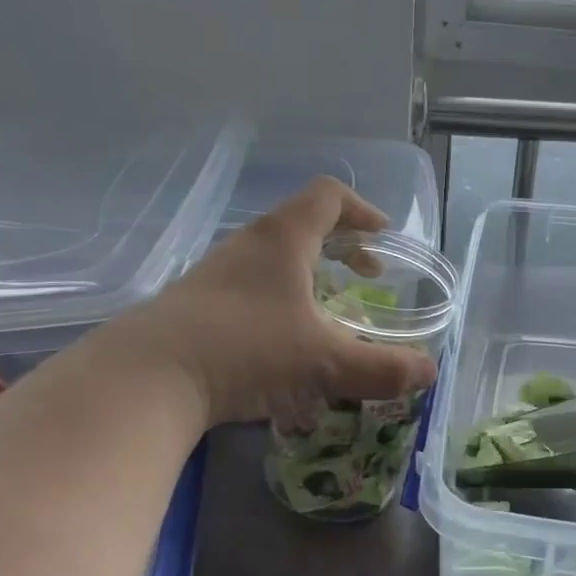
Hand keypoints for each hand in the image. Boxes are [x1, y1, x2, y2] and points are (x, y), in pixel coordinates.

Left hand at [116, 177, 438, 425]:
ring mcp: (215, 276)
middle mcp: (247, 246)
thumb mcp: (325, 363)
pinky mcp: (195, 307)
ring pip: (273, 263)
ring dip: (308, 282)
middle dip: (341, 250)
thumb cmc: (246, 351)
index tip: (384, 240)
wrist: (146, 379)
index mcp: (283, 240)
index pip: (329, 196)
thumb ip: (383, 368)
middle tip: (366, 281)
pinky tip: (284, 354)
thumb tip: (429, 373)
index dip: (363, 211)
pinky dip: (279, 308)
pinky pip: (250, 293)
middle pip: (301, 227)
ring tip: (327, 320)